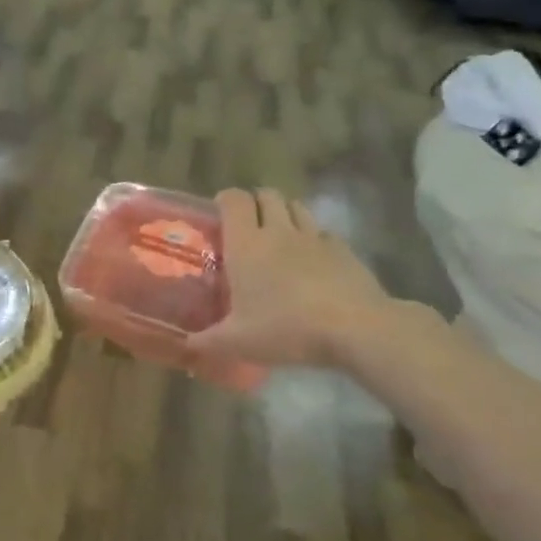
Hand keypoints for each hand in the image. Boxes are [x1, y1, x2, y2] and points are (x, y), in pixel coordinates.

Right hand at [185, 188, 397, 369]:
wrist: (355, 328)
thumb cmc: (286, 328)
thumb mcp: (238, 342)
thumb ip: (208, 341)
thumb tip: (185, 345)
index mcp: (246, 244)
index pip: (234, 200)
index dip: (226, 199)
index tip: (219, 212)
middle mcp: (278, 231)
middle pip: (267, 195)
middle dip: (256, 202)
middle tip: (248, 225)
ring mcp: (314, 237)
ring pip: (296, 207)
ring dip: (285, 213)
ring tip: (279, 236)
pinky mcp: (343, 249)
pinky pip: (323, 232)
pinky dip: (314, 238)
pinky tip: (312, 260)